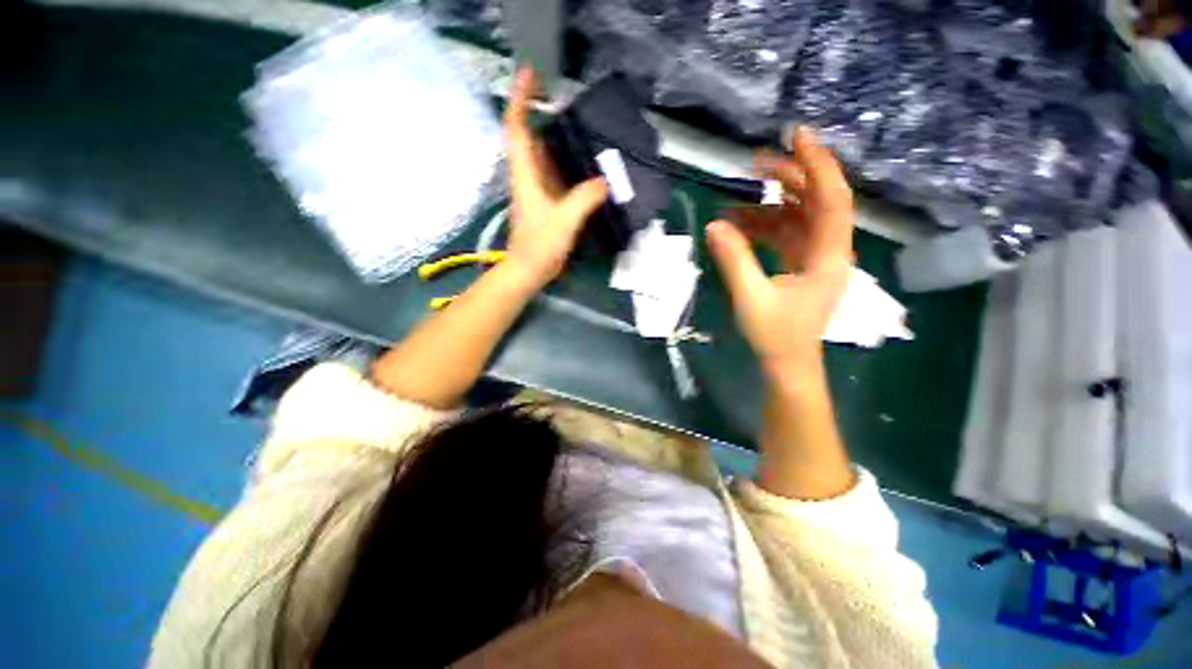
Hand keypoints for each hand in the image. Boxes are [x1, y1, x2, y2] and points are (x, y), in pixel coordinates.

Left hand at [503, 68, 608, 288]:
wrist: (529, 270)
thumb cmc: (540, 246)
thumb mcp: (563, 221)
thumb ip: (583, 199)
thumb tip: (604, 181)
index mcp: (526, 175)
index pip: (516, 128)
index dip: (520, 99)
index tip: (531, 75)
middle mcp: (529, 177)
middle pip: (531, 138)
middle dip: (542, 115)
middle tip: (569, 101)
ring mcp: (537, 190)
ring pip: (545, 157)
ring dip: (559, 140)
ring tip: (583, 128)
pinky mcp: (547, 203)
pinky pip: (557, 175)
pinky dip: (569, 166)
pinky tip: (587, 165)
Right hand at [705, 127, 853, 366]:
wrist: (787, 364)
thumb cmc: (775, 336)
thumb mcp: (751, 298)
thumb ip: (734, 260)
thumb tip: (714, 224)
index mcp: (829, 256)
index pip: (832, 199)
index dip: (818, 164)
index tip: (797, 136)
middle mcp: (828, 250)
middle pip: (816, 201)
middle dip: (788, 178)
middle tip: (754, 165)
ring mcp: (814, 257)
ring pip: (797, 217)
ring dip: (768, 205)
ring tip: (734, 202)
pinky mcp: (799, 265)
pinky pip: (784, 235)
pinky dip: (762, 227)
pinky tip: (738, 226)